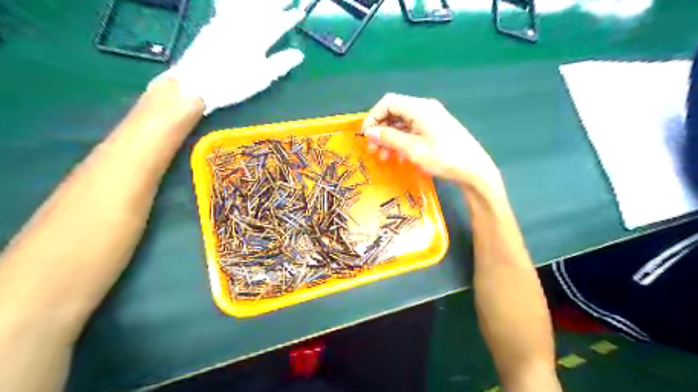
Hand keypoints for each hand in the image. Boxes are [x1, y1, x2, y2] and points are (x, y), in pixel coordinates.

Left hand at [157, 1, 306, 114]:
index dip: (289, 18)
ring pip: (246, 4)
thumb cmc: (232, 84)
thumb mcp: (260, 78)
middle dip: (276, 2)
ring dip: (260, 0)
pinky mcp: (213, 24)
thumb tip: (299, 54)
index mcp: (256, 40)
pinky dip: (236, 3)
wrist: (195, 83)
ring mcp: (226, 22)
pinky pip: (228, 6)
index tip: (300, 12)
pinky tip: (241, 3)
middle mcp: (242, 25)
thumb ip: (280, 64)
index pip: (277, 24)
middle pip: (262, 9)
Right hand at [362, 94, 505, 193]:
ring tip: (384, 157)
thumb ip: (389, 138)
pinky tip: (399, 156)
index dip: (373, 117)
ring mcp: (431, 119)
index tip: (365, 136)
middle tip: (373, 150)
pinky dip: (402, 141)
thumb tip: (369, 132)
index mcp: (419, 108)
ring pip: (403, 123)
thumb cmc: (444, 158)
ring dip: (390, 138)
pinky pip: (413, 130)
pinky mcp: (436, 129)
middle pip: (395, 112)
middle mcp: (424, 108)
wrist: (475, 170)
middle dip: (381, 130)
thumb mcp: (413, 149)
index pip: (388, 103)